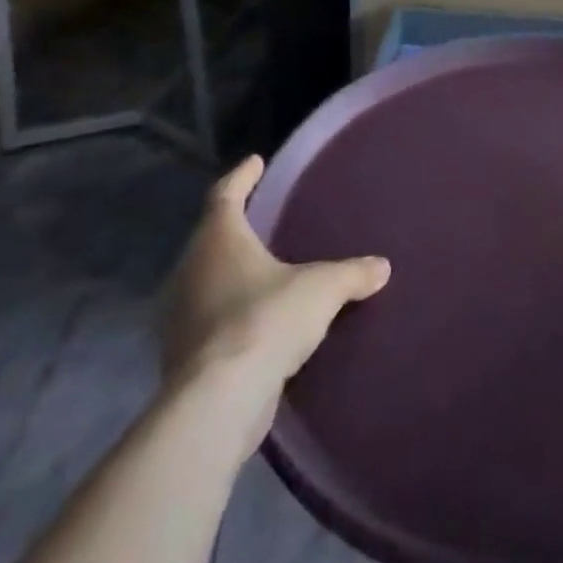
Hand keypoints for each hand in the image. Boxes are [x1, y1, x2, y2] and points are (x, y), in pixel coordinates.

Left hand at [159, 156, 389, 443]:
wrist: (220, 401)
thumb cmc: (267, 320)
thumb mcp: (322, 288)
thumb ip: (352, 273)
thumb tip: (382, 266)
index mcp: (218, 240)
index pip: (225, 195)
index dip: (242, 177)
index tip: (255, 161)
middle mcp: (190, 271)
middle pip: (211, 239)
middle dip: (235, 229)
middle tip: (262, 220)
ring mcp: (180, 317)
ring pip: (206, 282)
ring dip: (230, 275)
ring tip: (263, 273)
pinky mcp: (183, 357)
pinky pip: (209, 321)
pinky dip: (230, 314)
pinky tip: (256, 322)